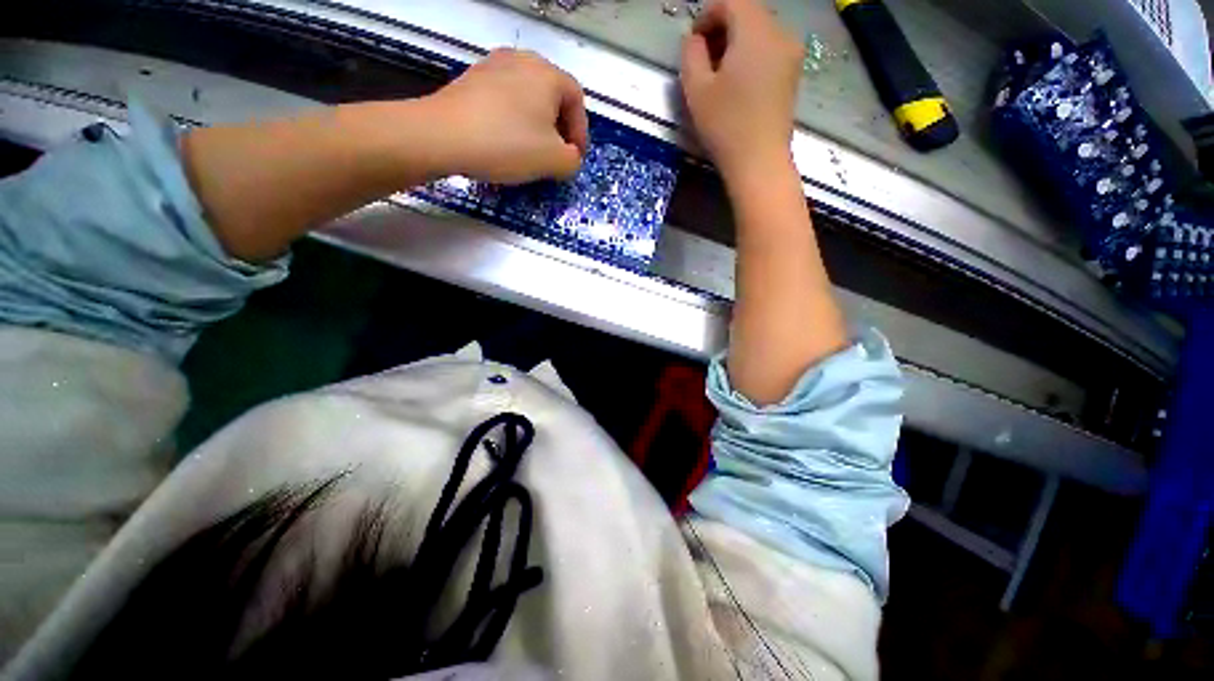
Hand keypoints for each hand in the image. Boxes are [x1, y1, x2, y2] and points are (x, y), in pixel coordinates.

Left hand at [429, 49, 588, 183]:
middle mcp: (522, 60)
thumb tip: (569, 156)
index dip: (580, 133)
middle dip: (558, 129)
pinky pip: (504, 101)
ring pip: (527, 99)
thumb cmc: (507, 144)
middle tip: (555, 156)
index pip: (577, 101)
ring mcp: (493, 66)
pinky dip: (512, 121)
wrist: (443, 135)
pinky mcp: (472, 79)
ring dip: (535, 126)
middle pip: (552, 97)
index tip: (574, 158)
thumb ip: (573, 160)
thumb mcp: (554, 161)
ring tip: (529, 152)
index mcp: (548, 74)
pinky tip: (504, 142)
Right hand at [680, 0, 802, 180]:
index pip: (731, 1)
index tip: (693, 43)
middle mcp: (780, 32)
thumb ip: (690, 54)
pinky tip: (738, 83)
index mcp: (755, 30)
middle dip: (722, 28)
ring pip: (760, 32)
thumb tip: (694, 38)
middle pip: (748, 13)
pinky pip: (770, 49)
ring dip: (736, 43)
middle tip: (703, 59)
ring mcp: (791, 53)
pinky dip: (751, 55)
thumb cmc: (725, 126)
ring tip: (719, 74)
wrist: (759, 162)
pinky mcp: (794, 73)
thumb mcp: (696, 89)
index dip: (707, 15)